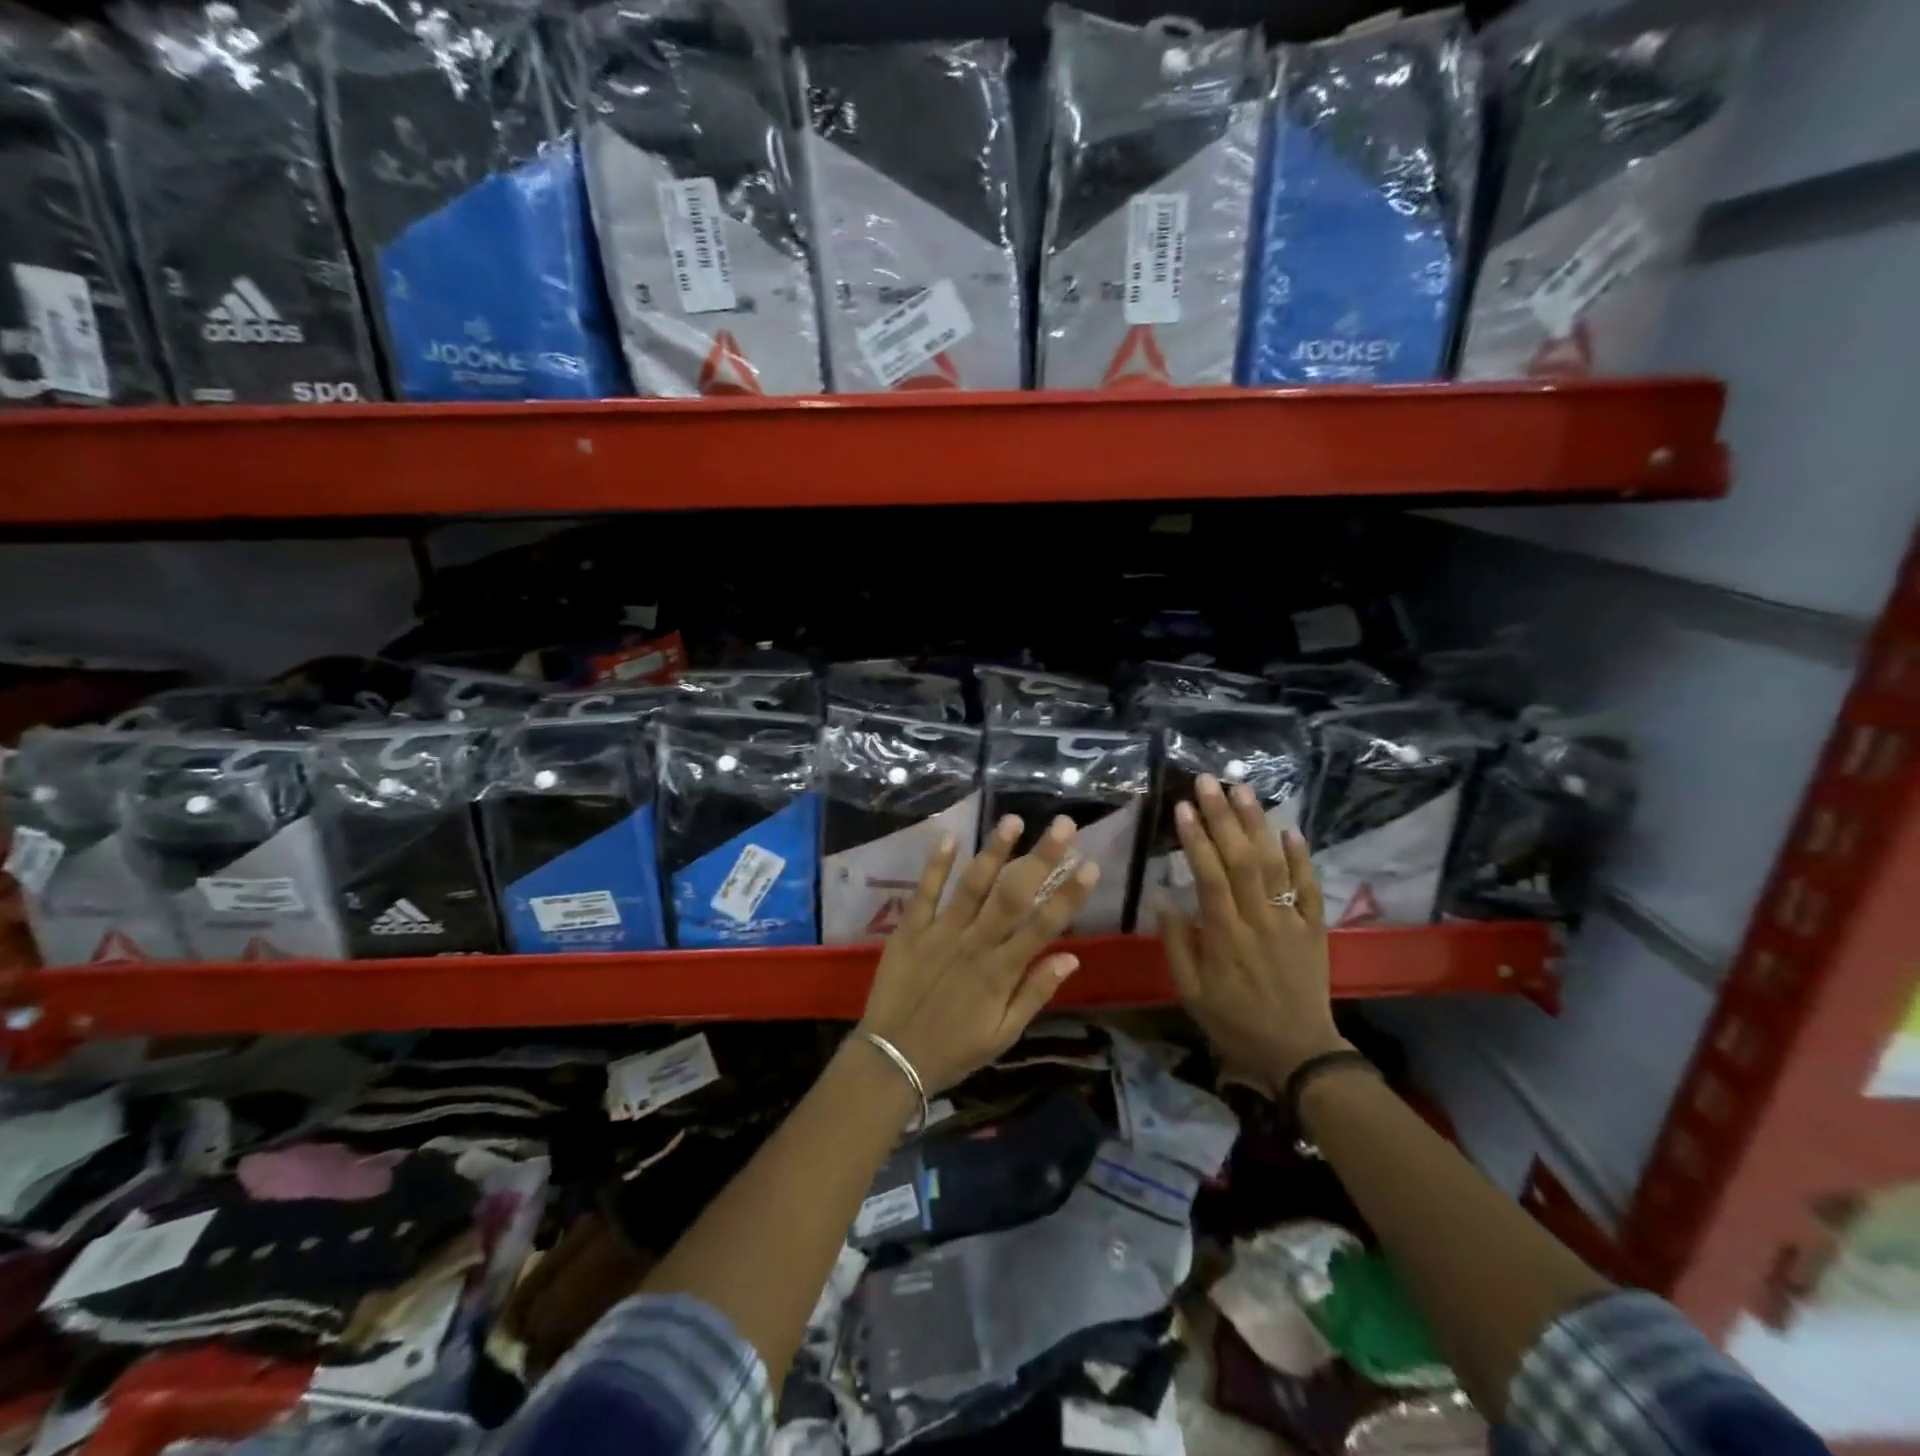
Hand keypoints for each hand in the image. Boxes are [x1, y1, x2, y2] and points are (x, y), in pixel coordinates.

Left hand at [857, 812, 1098, 1093]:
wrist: (891, 1060)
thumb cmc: (954, 1049)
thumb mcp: (1003, 1034)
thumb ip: (1035, 992)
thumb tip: (1071, 956)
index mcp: (1000, 971)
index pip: (1042, 926)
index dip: (1068, 895)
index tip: (1089, 865)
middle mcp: (974, 944)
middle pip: (1013, 895)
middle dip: (1040, 858)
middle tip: (1063, 825)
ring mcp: (939, 933)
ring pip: (971, 886)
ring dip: (993, 851)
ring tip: (1013, 819)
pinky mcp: (909, 930)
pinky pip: (924, 892)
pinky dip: (935, 865)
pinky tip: (948, 837)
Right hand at [1159, 773, 1348, 1089]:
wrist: (1298, 1052)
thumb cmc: (1233, 1021)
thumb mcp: (1190, 992)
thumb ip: (1176, 943)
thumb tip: (1163, 896)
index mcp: (1224, 936)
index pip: (1209, 876)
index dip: (1196, 839)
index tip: (1182, 807)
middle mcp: (1259, 920)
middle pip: (1242, 859)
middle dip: (1223, 817)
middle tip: (1208, 781)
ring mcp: (1291, 921)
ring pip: (1274, 864)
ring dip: (1258, 824)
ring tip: (1242, 789)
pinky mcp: (1315, 927)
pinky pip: (1310, 887)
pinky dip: (1302, 857)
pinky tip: (1290, 829)